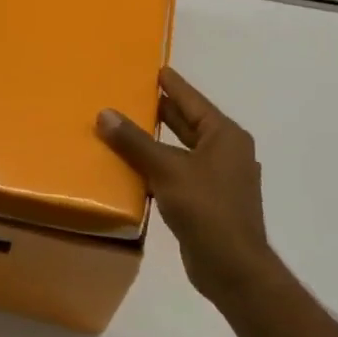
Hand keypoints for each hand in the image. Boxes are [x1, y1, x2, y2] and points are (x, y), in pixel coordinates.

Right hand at [96, 67, 279, 308]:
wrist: (232, 266)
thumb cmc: (206, 209)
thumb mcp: (167, 170)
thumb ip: (135, 142)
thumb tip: (105, 113)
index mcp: (225, 137)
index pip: (193, 101)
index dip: (173, 85)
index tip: (155, 69)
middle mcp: (226, 152)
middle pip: (189, 124)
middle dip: (163, 111)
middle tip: (132, 96)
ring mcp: (219, 179)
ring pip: (183, 151)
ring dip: (157, 142)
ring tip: (127, 128)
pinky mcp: (208, 202)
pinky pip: (179, 174)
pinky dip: (159, 168)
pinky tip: (136, 169)